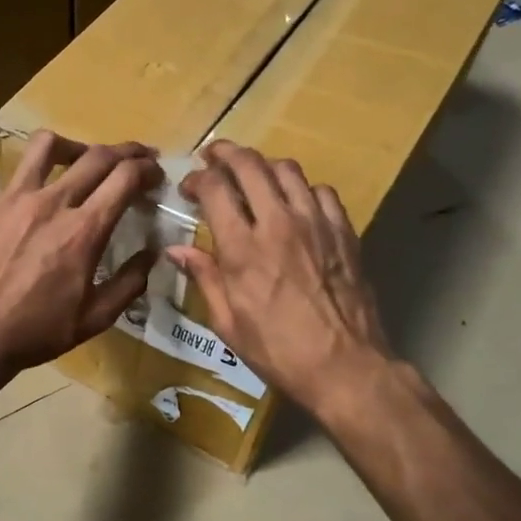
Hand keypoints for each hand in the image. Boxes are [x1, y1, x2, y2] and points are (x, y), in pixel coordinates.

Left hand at [0, 132, 161, 379]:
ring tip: (82, 159)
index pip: (124, 177)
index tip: (155, 174)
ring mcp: (13, 199)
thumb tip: (153, 253)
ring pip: (47, 145)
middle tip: (137, 158)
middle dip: (126, 151)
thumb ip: (130, 282)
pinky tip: (38, 204)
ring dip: (75, 146)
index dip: (147, 169)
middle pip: (96, 155)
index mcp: (83, 231)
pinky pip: (17, 179)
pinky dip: (38, 182)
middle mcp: (51, 203)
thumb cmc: (39, 330)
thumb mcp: (96, 317)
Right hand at [169, 141, 392, 419]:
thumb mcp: (227, 322)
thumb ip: (204, 277)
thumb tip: (175, 249)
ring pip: (287, 169)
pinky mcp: (344, 231)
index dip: (197, 178)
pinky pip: (322, 191)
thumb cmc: (277, 351)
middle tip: (214, 157)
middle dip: (225, 153)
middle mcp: (278, 223)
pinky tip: (295, 203)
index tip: (189, 187)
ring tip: (253, 176)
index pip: (215, 187)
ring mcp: (316, 223)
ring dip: (263, 165)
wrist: (345, 366)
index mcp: (243, 248)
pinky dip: (302, 188)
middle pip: (250, 164)